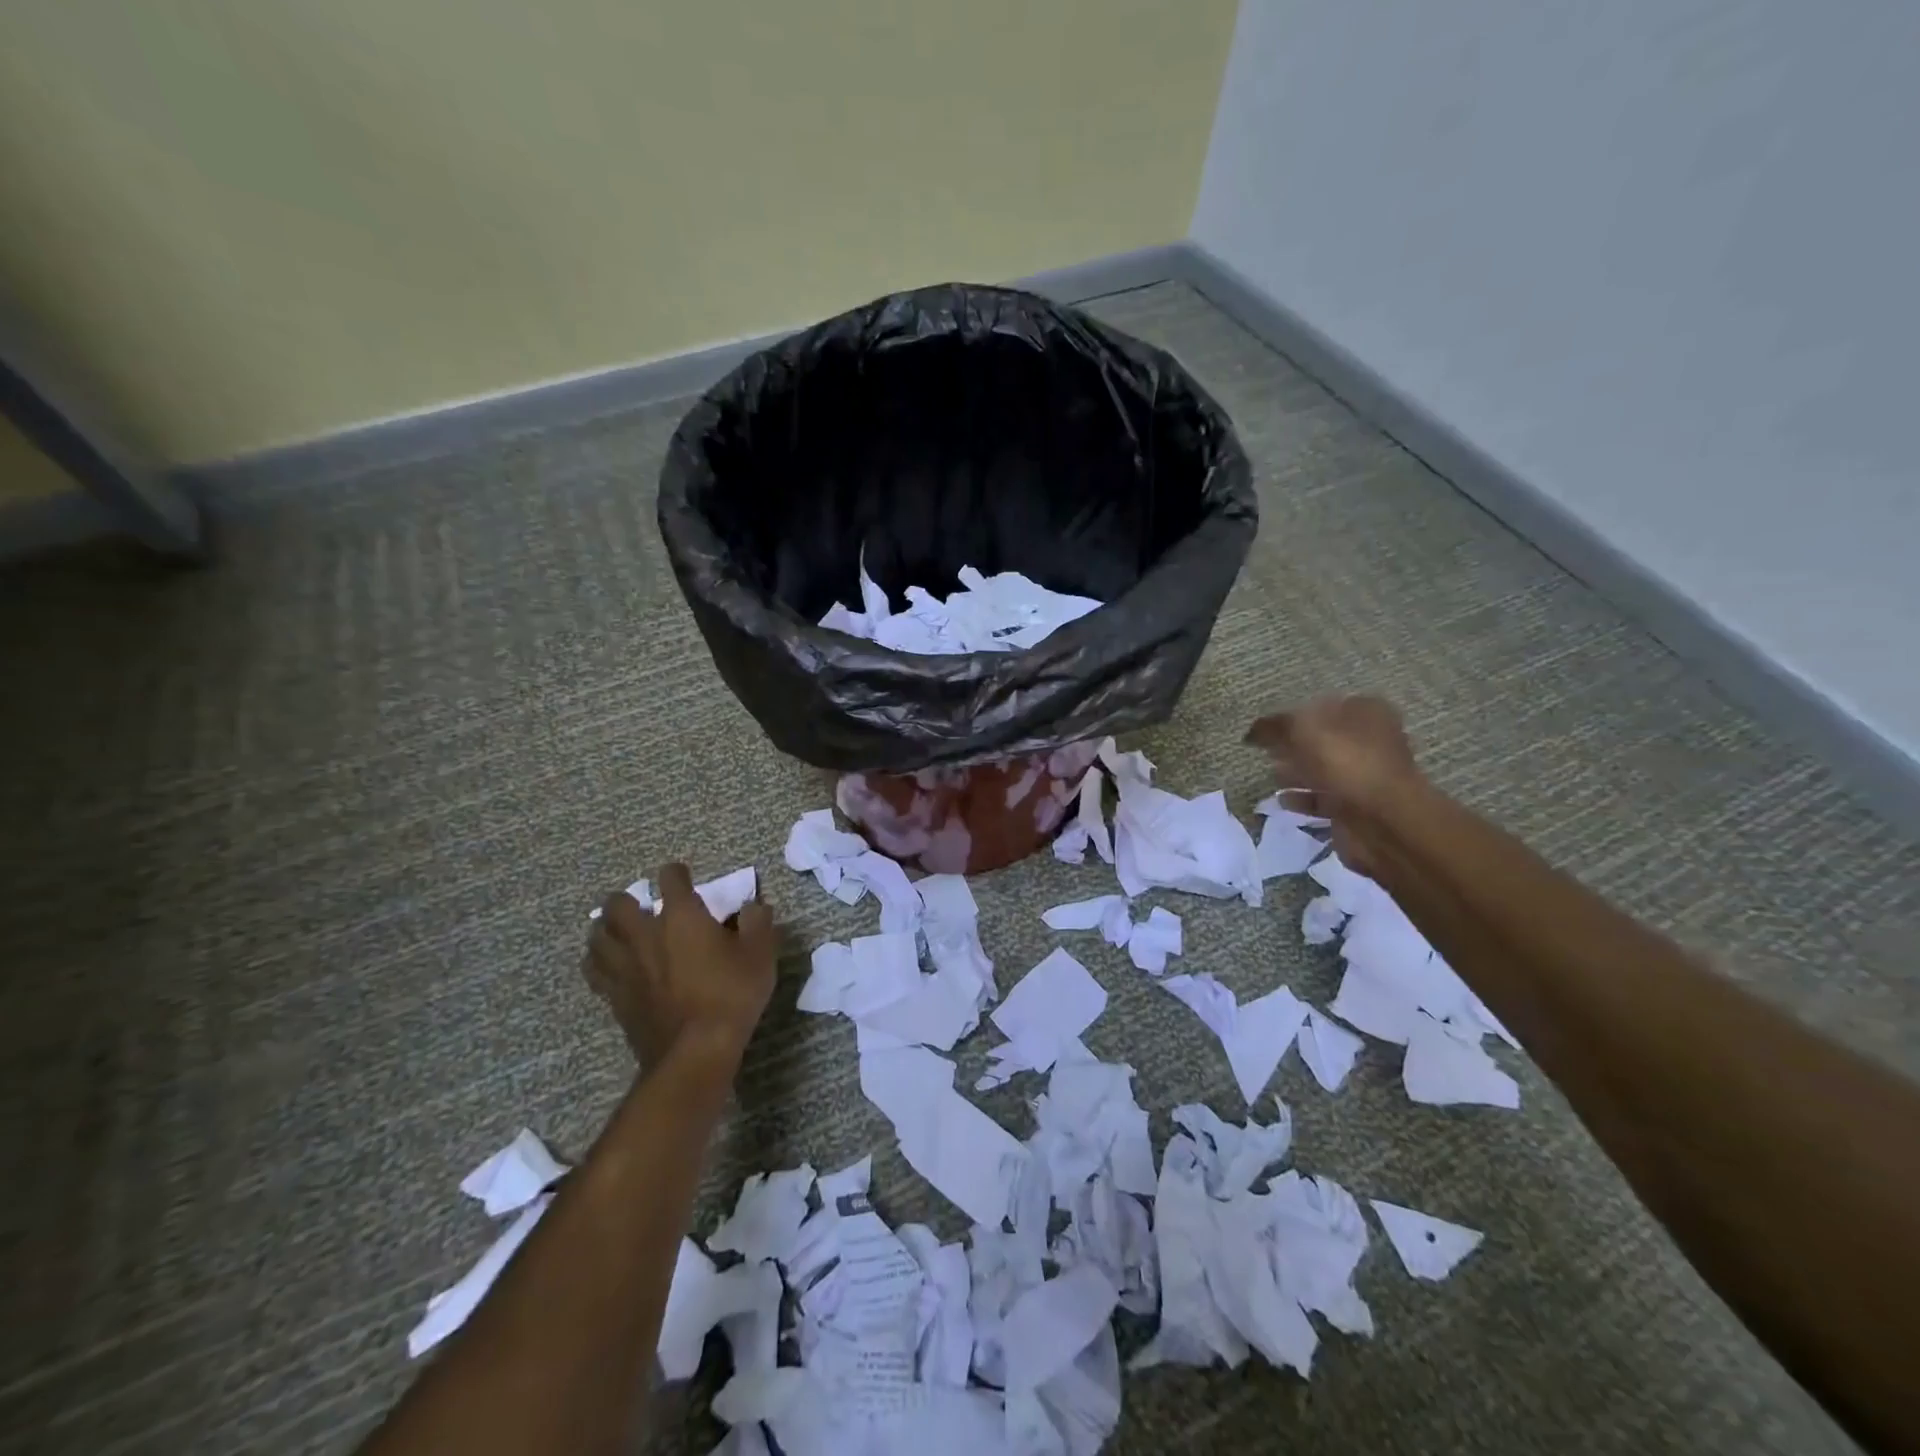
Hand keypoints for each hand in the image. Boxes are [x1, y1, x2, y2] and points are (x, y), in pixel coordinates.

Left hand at [583, 863, 776, 1071]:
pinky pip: (595, 972)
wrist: (695, 1051)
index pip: (670, 878)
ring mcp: (625, 967)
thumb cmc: (731, 994)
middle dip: (626, 900)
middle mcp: (645, 934)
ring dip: (605, 930)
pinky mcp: (615, 997)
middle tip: (640, 907)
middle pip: (617, 905)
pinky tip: (612, 968)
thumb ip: (758, 922)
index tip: (684, 877)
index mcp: (681, 916)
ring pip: (597, 937)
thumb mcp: (761, 954)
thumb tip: (754, 906)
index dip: (677, 874)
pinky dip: (600, 963)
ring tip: (618, 934)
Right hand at [1245, 695, 1421, 876]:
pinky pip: (1323, 798)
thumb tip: (1252, 731)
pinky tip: (1282, 800)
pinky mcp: (1357, 807)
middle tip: (1267, 750)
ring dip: (1297, 772)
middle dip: (1295, 744)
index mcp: (1366, 712)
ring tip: (1271, 773)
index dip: (1295, 714)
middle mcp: (1371, 740)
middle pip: (1324, 738)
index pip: (1324, 705)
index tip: (1268, 728)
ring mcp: (1366, 776)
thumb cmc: (1346, 764)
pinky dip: (1303, 798)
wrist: (1382, 822)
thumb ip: (1275, 726)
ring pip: (1323, 769)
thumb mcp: (1302, 731)